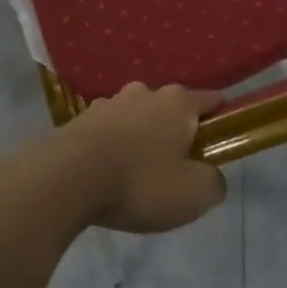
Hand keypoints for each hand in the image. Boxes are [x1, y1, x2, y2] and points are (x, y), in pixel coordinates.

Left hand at [58, 83, 226, 232]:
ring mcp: (109, 103)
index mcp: (178, 103)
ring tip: (137, 174)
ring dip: (141, 137)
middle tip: (176, 167)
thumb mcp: (194, 194)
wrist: (65, 179)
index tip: (220, 141)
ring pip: (137, 117)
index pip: (211, 100)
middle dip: (176, 131)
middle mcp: (145, 92)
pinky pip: (108, 131)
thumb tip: (211, 176)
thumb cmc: (140, 183)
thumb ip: (214, 182)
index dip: (220, 119)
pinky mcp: (79, 119)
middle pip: (171, 109)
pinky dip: (112, 146)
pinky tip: (107, 173)